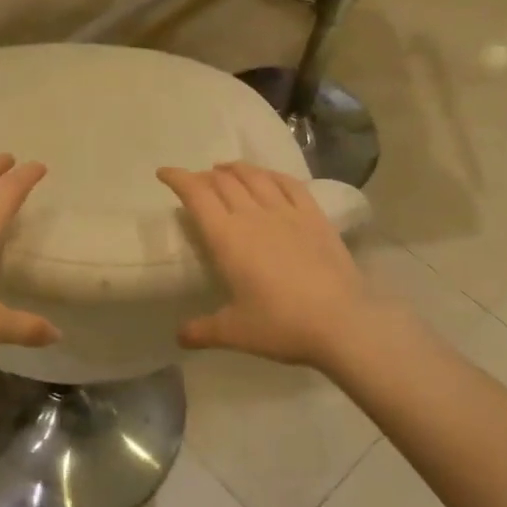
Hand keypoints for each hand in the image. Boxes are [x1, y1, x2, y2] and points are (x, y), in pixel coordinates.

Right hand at [158, 161, 375, 368]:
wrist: (342, 324)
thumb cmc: (281, 325)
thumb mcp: (234, 332)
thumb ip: (202, 330)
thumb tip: (178, 336)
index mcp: (227, 238)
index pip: (196, 195)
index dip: (178, 179)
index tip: (164, 173)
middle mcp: (253, 215)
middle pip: (223, 182)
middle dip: (204, 176)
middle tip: (195, 182)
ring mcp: (287, 213)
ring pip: (255, 177)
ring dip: (235, 169)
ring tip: (225, 170)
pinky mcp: (315, 218)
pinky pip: (289, 185)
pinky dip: (271, 175)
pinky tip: (267, 177)